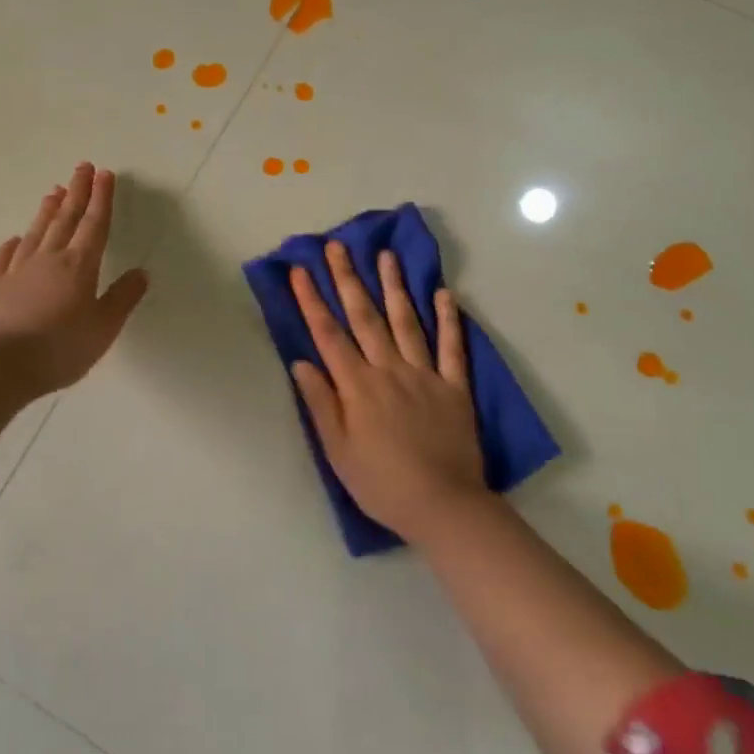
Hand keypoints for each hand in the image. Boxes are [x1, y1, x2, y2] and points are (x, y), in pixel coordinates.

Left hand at [0, 164, 149, 396]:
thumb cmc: (60, 349)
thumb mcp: (104, 328)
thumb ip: (122, 298)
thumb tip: (140, 272)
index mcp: (79, 266)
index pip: (95, 224)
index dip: (102, 198)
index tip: (105, 174)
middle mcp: (49, 259)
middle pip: (65, 219)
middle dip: (77, 192)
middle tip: (82, 167)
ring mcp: (17, 270)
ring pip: (36, 232)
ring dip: (47, 210)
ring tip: (54, 190)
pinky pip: (5, 257)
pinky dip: (13, 244)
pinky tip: (15, 238)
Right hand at [289, 243, 485, 542]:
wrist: (443, 506)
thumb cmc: (382, 484)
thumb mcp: (338, 451)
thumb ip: (320, 403)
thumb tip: (301, 362)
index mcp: (357, 386)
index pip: (328, 334)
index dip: (311, 301)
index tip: (300, 271)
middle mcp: (389, 369)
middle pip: (364, 317)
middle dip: (347, 279)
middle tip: (338, 246)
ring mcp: (424, 374)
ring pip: (406, 321)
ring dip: (394, 286)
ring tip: (386, 255)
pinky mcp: (454, 387)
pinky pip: (452, 347)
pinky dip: (449, 319)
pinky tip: (445, 294)